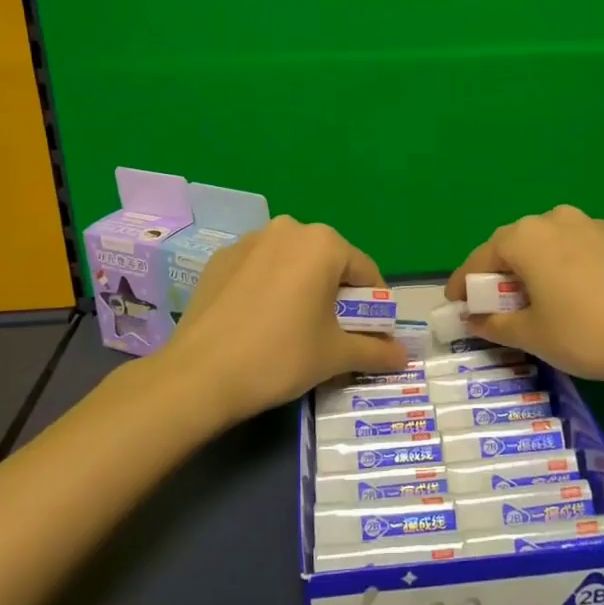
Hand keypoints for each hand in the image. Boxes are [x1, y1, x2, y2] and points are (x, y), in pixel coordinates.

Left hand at [162, 216, 410, 426]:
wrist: (200, 375)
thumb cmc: (281, 356)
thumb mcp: (335, 356)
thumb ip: (375, 351)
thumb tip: (403, 356)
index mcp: (323, 243)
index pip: (366, 272)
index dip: (376, 306)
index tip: (373, 335)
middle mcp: (288, 229)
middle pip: (328, 263)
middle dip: (338, 296)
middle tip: (334, 334)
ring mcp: (249, 241)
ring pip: (292, 264)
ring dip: (303, 289)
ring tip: (295, 329)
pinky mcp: (220, 260)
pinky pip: (260, 270)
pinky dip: (269, 289)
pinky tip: (260, 322)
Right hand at [446, 205, 603, 389]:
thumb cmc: (586, 334)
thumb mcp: (531, 335)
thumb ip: (493, 323)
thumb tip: (474, 318)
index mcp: (524, 237)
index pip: (479, 259)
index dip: (462, 284)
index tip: (453, 305)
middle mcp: (552, 220)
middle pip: (510, 246)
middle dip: (495, 274)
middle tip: (488, 305)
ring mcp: (586, 225)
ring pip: (542, 244)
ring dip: (527, 268)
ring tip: (526, 299)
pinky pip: (569, 248)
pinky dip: (555, 266)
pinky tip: (562, 292)